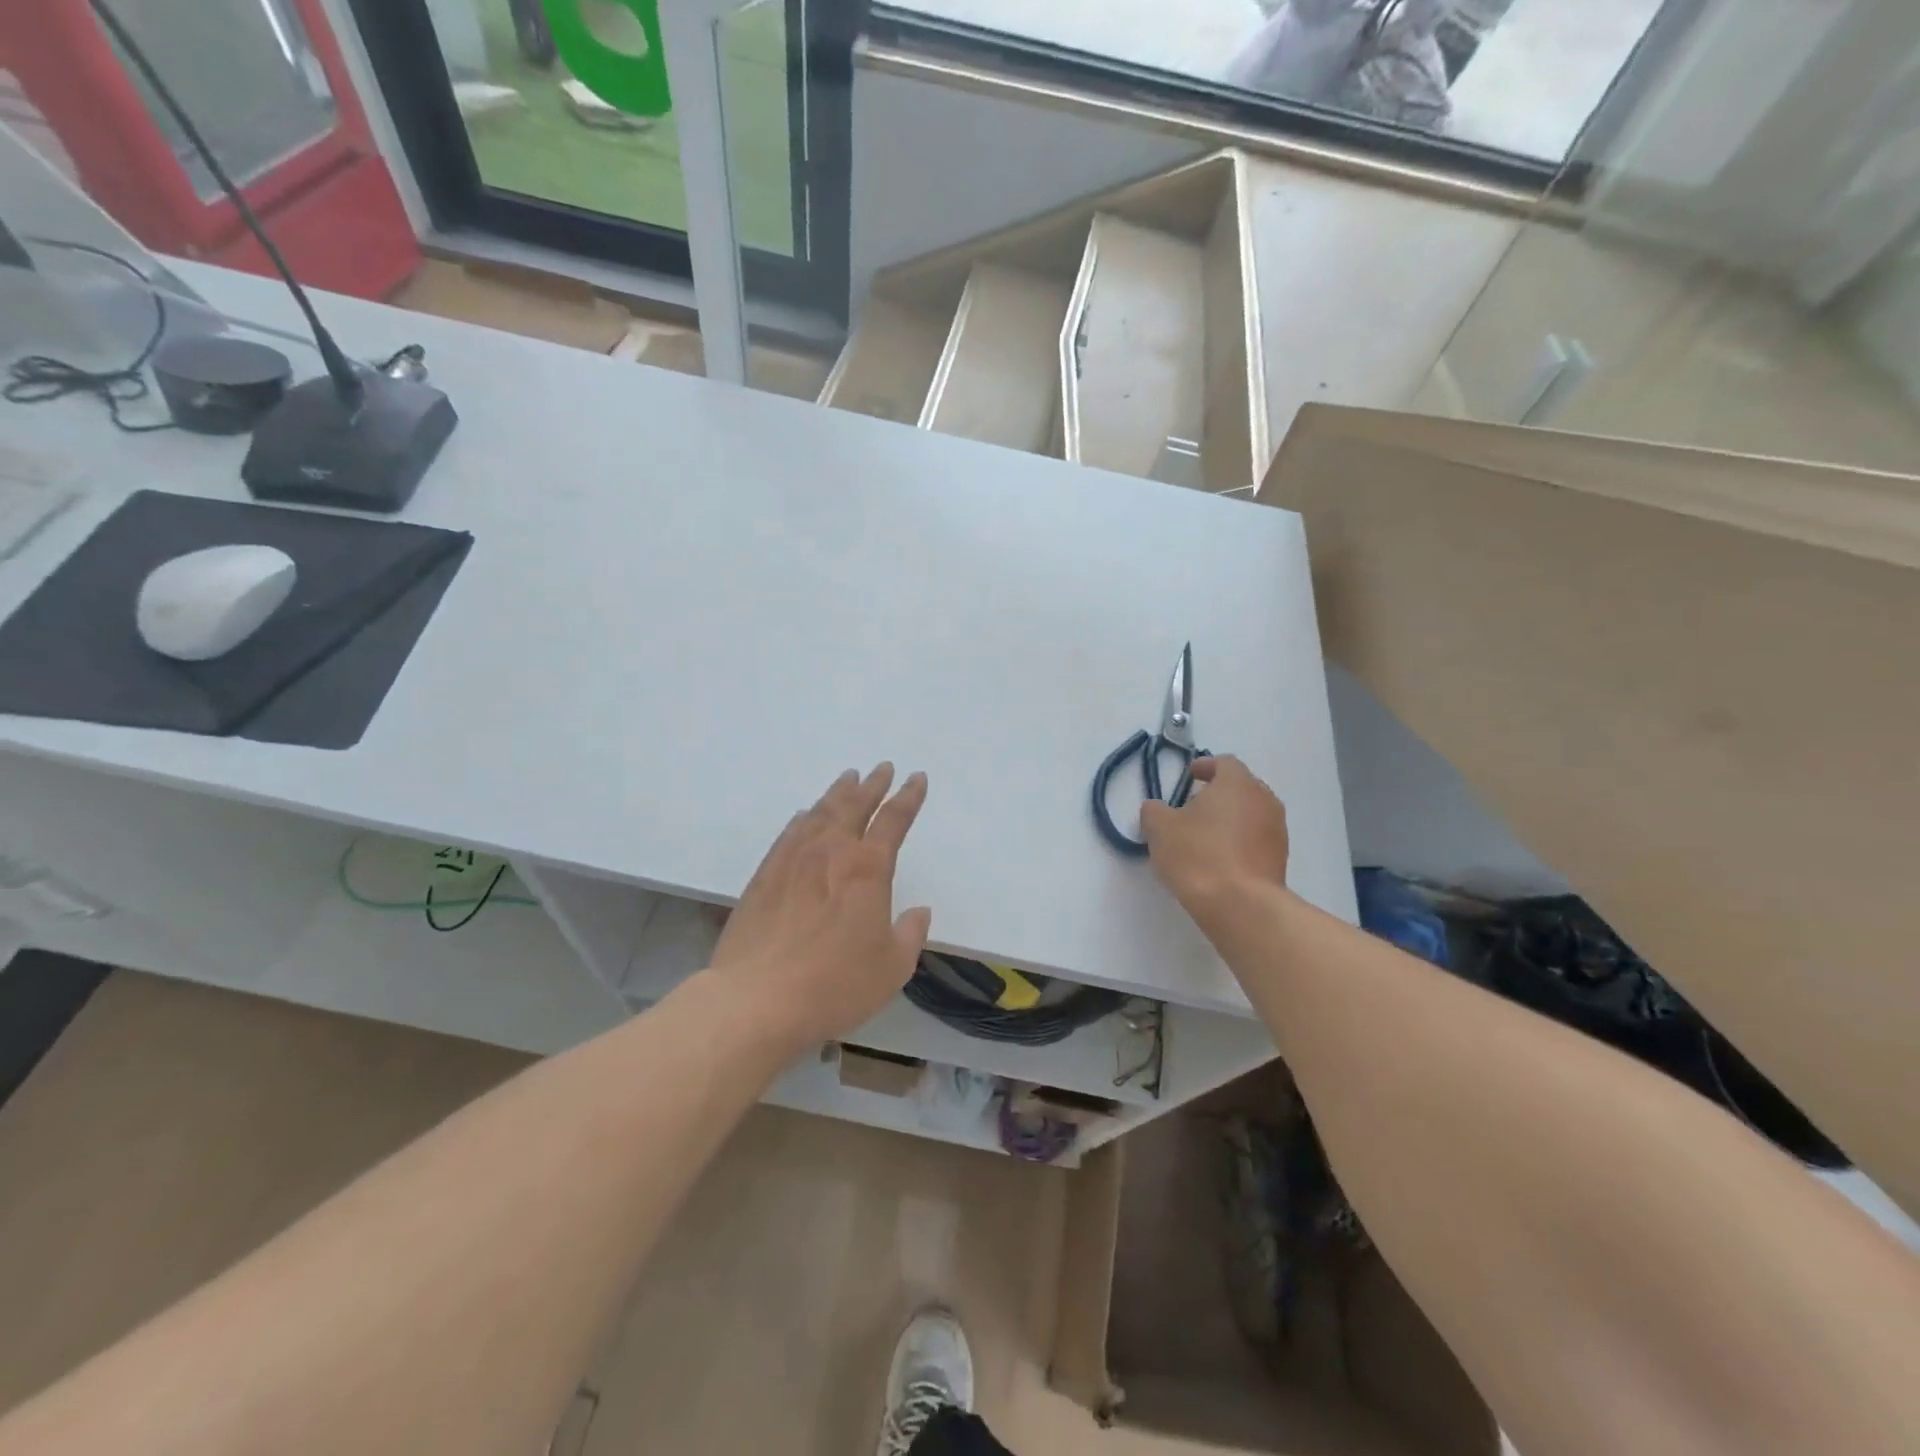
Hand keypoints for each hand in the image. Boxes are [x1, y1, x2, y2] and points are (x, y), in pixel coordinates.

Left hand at [708, 763, 931, 1051]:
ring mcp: (792, 860)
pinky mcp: (764, 875)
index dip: (908, 797)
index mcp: (867, 869)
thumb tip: (918, 912)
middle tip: (882, 768)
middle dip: (873, 785)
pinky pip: (790, 832)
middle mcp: (830, 852)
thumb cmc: (835, 984)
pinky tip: (806, 815)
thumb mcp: (892, 968)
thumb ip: (910, 934)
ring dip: (838, 792)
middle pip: (854, 805)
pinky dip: (804, 817)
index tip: (916, 778)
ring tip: (848, 778)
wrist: (756, 999)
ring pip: (820, 812)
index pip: (893, 821)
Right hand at [1140, 755, 1290, 914]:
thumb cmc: (1199, 855)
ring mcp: (1277, 831)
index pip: (1224, 762)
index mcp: (1237, 783)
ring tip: (1204, 836)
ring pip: (1251, 814)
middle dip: (1218, 793)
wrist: (1241, 906)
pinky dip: (1239, 842)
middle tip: (1193, 806)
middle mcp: (1264, 800)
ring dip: (1230, 819)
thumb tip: (1157, 809)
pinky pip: (1257, 840)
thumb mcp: (1160, 829)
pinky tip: (1219, 860)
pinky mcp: (1280, 860)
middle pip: (1241, 787)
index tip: (1189, 777)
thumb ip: (1154, 811)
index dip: (1205, 766)